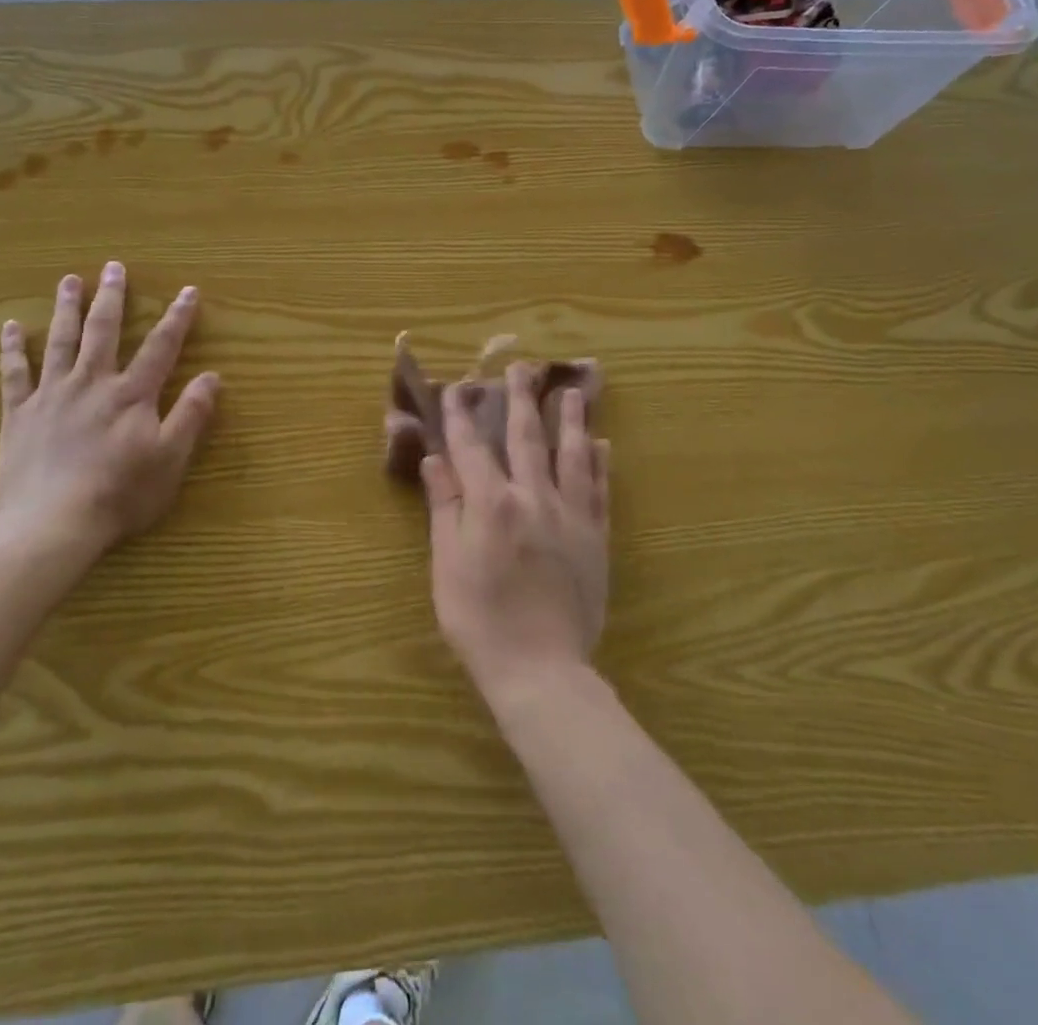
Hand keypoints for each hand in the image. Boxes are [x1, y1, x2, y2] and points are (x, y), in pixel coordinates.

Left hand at [0, 261, 220, 565]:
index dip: (177, 317)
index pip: (161, 347)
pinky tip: (10, 326)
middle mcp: (92, 383)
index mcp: (132, 394)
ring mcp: (52, 395)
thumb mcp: (170, 459)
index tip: (187, 290)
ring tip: (69, 281)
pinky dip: (12, 349)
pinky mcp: (19, 414)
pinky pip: (14, 374)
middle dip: (112, 298)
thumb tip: (212, 376)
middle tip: (113, 267)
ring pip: (60, 342)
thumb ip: (191, 415)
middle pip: (104, 331)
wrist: (53, 524)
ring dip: (66, 309)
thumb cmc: (120, 494)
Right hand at [422, 363, 610, 703]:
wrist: (540, 669)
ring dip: (570, 420)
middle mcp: (533, 498)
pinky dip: (599, 463)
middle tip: (522, 367)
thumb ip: (445, 507)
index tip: (457, 388)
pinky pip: (599, 490)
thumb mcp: (447, 564)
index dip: (461, 415)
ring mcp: (570, 516)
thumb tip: (436, 459)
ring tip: (573, 391)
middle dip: (521, 400)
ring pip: (571, 455)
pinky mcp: (596, 537)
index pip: (471, 447)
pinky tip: (601, 444)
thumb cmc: (479, 619)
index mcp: (491, 504)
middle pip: (526, 438)